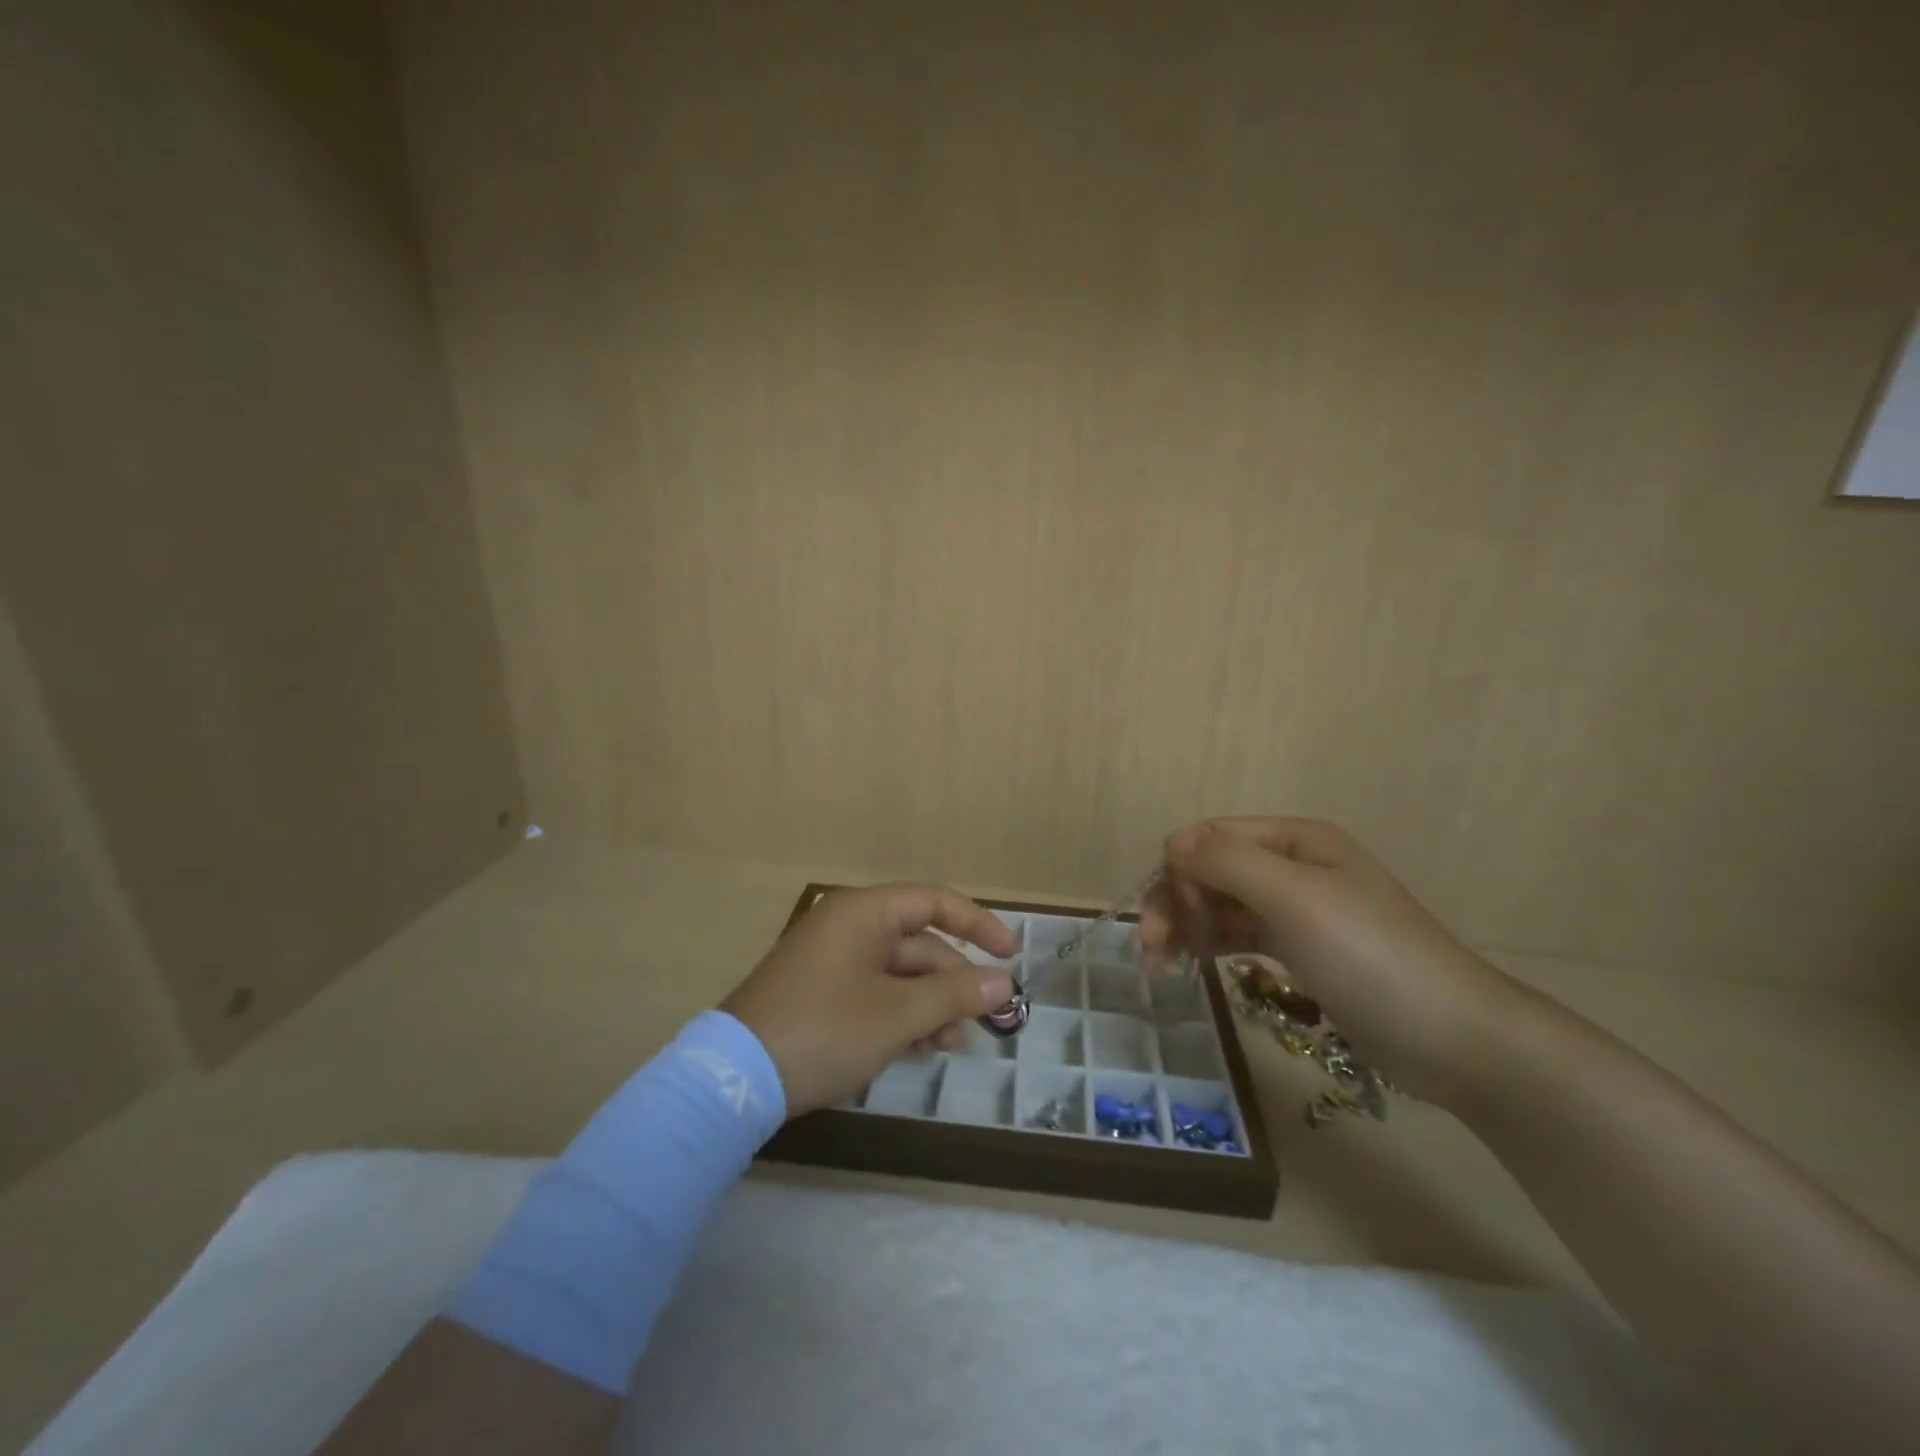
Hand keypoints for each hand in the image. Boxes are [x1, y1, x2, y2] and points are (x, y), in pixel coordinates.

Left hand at [722, 884, 1018, 1115]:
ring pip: (898, 973)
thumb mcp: (897, 1014)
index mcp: (864, 913)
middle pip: (919, 943)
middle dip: (953, 982)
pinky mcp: (820, 994)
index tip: (1011, 954)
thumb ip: (954, 994)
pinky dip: (901, 1015)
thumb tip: (1003, 982)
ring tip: (950, 1045)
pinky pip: (874, 992)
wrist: (734, 1080)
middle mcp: (848, 927)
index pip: (934, 901)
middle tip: (983, 1020)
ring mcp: (832, 961)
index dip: (978, 924)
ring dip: (930, 1005)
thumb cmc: (824, 1030)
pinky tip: (920, 1048)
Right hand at [1138, 816, 1525, 1104]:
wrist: (1453, 1038)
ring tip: (1156, 964)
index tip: (1167, 917)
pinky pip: (1238, 933)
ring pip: (1219, 904)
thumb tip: (1171, 844)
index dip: (1179, 870)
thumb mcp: (1293, 897)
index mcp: (1295, 839)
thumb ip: (1225, 862)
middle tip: (1148, 949)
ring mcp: (1296, 909)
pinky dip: (1209, 943)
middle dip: (1175, 902)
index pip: (1211, 837)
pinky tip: (1188, 962)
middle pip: (1211, 871)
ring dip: (1184, 925)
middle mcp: (1292, 866)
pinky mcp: (1299, 949)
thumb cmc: (1369, 955)